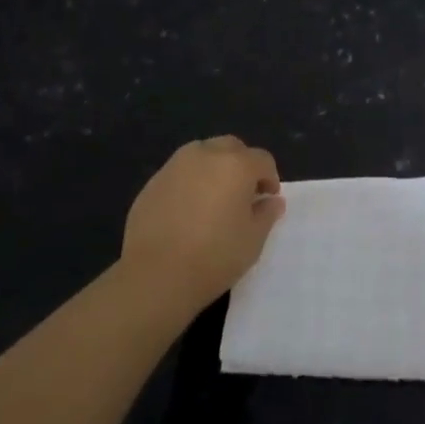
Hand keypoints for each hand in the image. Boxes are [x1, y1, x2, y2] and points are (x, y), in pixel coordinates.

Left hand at [118, 137, 284, 316]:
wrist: (155, 275)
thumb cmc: (214, 256)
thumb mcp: (253, 239)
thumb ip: (267, 214)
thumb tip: (272, 201)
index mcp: (237, 165)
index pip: (263, 160)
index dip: (270, 178)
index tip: (267, 200)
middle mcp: (206, 155)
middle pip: (232, 147)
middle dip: (242, 165)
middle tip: (242, 194)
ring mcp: (175, 165)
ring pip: (203, 154)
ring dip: (214, 168)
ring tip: (213, 199)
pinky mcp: (152, 182)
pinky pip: (180, 172)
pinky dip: (190, 182)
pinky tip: (187, 211)